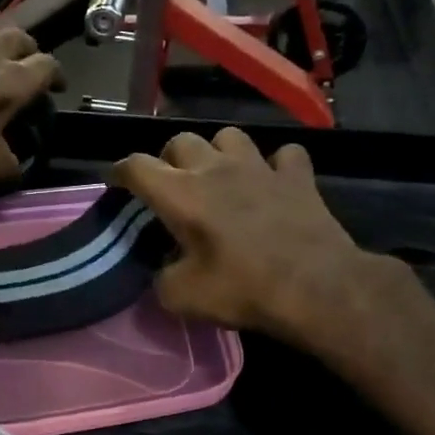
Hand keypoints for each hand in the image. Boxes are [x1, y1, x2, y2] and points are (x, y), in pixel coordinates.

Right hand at [114, 128, 411, 345]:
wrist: (316, 287)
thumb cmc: (243, 288)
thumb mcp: (183, 297)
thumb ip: (161, 279)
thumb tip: (163, 272)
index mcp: (181, 194)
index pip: (136, 166)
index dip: (120, 171)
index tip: (117, 182)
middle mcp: (215, 169)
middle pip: (181, 140)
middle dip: (170, 159)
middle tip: (173, 185)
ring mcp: (259, 167)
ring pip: (229, 136)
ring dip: (219, 152)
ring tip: (221, 175)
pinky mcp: (297, 176)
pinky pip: (284, 155)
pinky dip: (276, 165)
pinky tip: (273, 182)